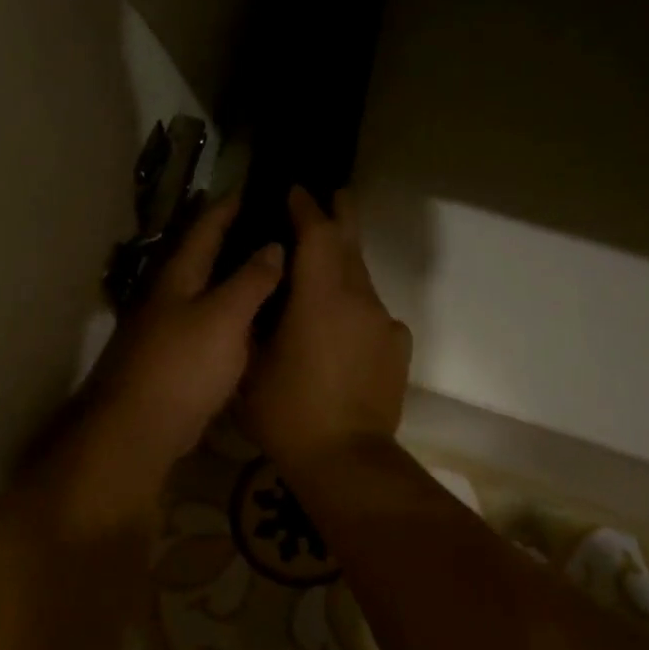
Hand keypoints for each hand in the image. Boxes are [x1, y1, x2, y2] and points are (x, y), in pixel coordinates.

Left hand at [60, 190, 285, 525]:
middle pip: (204, 257)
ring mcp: (170, 329)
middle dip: (235, 239)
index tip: (257, 187)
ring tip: (274, 268)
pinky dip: (234, 315)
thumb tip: (273, 245)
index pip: (206, 227)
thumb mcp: (224, 317)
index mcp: (178, 276)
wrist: (141, 428)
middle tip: (275, 226)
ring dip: (236, 278)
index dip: (229, 205)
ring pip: (209, 292)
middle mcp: (170, 296)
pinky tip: (256, 321)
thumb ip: (250, 280)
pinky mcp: (177, 359)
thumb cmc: (183, 365)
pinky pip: (211, 325)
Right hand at [242, 187, 411, 475]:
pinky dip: (356, 306)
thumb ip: (257, 322)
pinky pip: (374, 313)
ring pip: (363, 279)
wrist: (346, 458)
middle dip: (341, 215)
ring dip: (345, 264)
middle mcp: (359, 299)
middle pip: (350, 244)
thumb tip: (262, 295)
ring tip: (327, 263)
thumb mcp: (252, 365)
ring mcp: (383, 323)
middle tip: (335, 194)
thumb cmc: (288, 412)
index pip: (317, 234)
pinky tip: (343, 325)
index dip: (306, 208)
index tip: (295, 191)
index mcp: (320, 297)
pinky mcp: (396, 347)